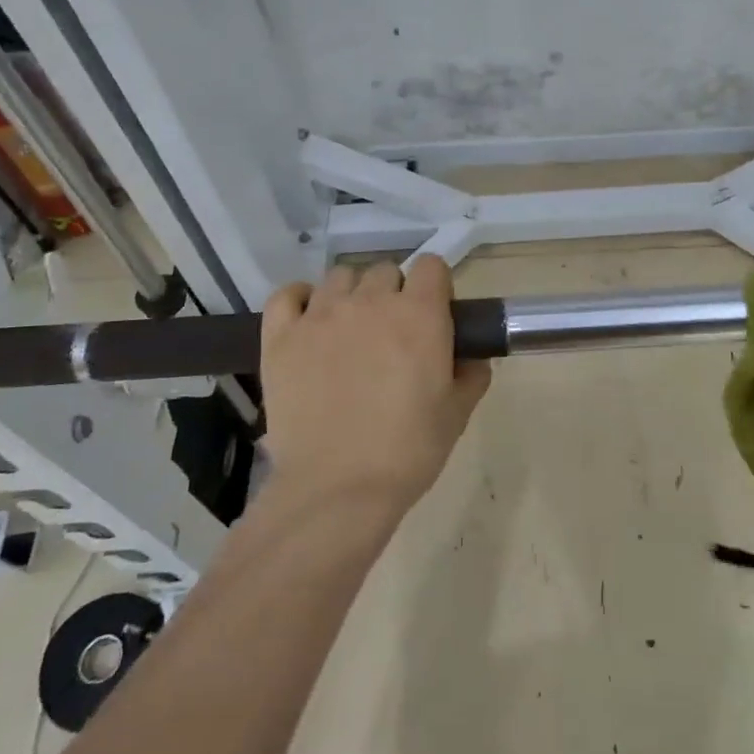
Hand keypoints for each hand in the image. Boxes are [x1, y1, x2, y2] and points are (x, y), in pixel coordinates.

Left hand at [260, 256, 491, 506]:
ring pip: (340, 277)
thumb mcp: (457, 414)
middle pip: (385, 271)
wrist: (338, 487)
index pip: (432, 266)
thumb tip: (472, 359)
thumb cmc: (408, 450)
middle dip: (394, 294)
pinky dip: (300, 300)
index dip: (436, 287)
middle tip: (393, 334)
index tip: (434, 314)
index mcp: (419, 314)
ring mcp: (321, 315)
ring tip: (350, 330)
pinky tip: (308, 322)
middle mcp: (370, 301)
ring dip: (351, 295)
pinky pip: (287, 295)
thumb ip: (471, 375)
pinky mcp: (281, 337)